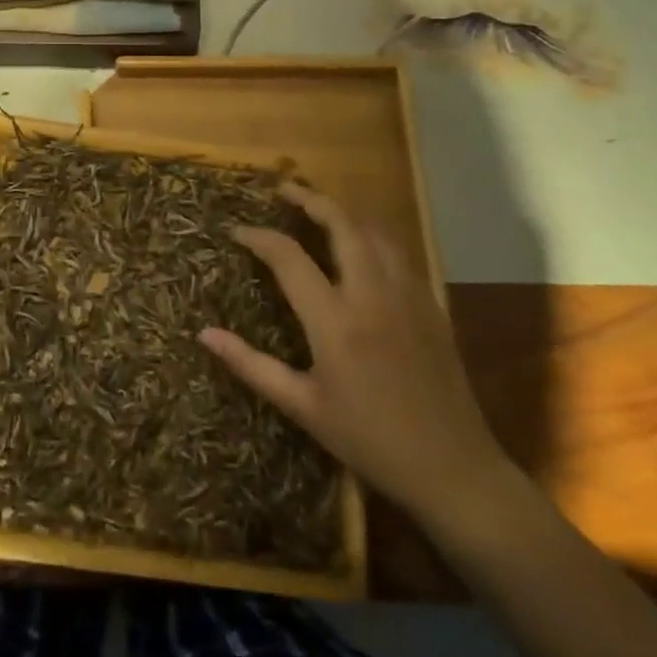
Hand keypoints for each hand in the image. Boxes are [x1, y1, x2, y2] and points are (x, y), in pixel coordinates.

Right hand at [201, 183, 507, 526]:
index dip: (259, 238)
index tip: (237, 231)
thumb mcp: (302, 407)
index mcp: (335, 321)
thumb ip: (251, 365)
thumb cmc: (368, 439)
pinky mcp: (430, 304)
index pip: (289, 258)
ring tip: (319, 209)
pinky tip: (362, 245)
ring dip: (345, 213)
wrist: (452, 466)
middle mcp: (372, 295)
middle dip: (310, 199)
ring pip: (375, 231)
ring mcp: (407, 295)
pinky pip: (398, 252)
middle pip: (341, 224)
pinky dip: (373, 235)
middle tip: (284, 189)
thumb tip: (205, 333)